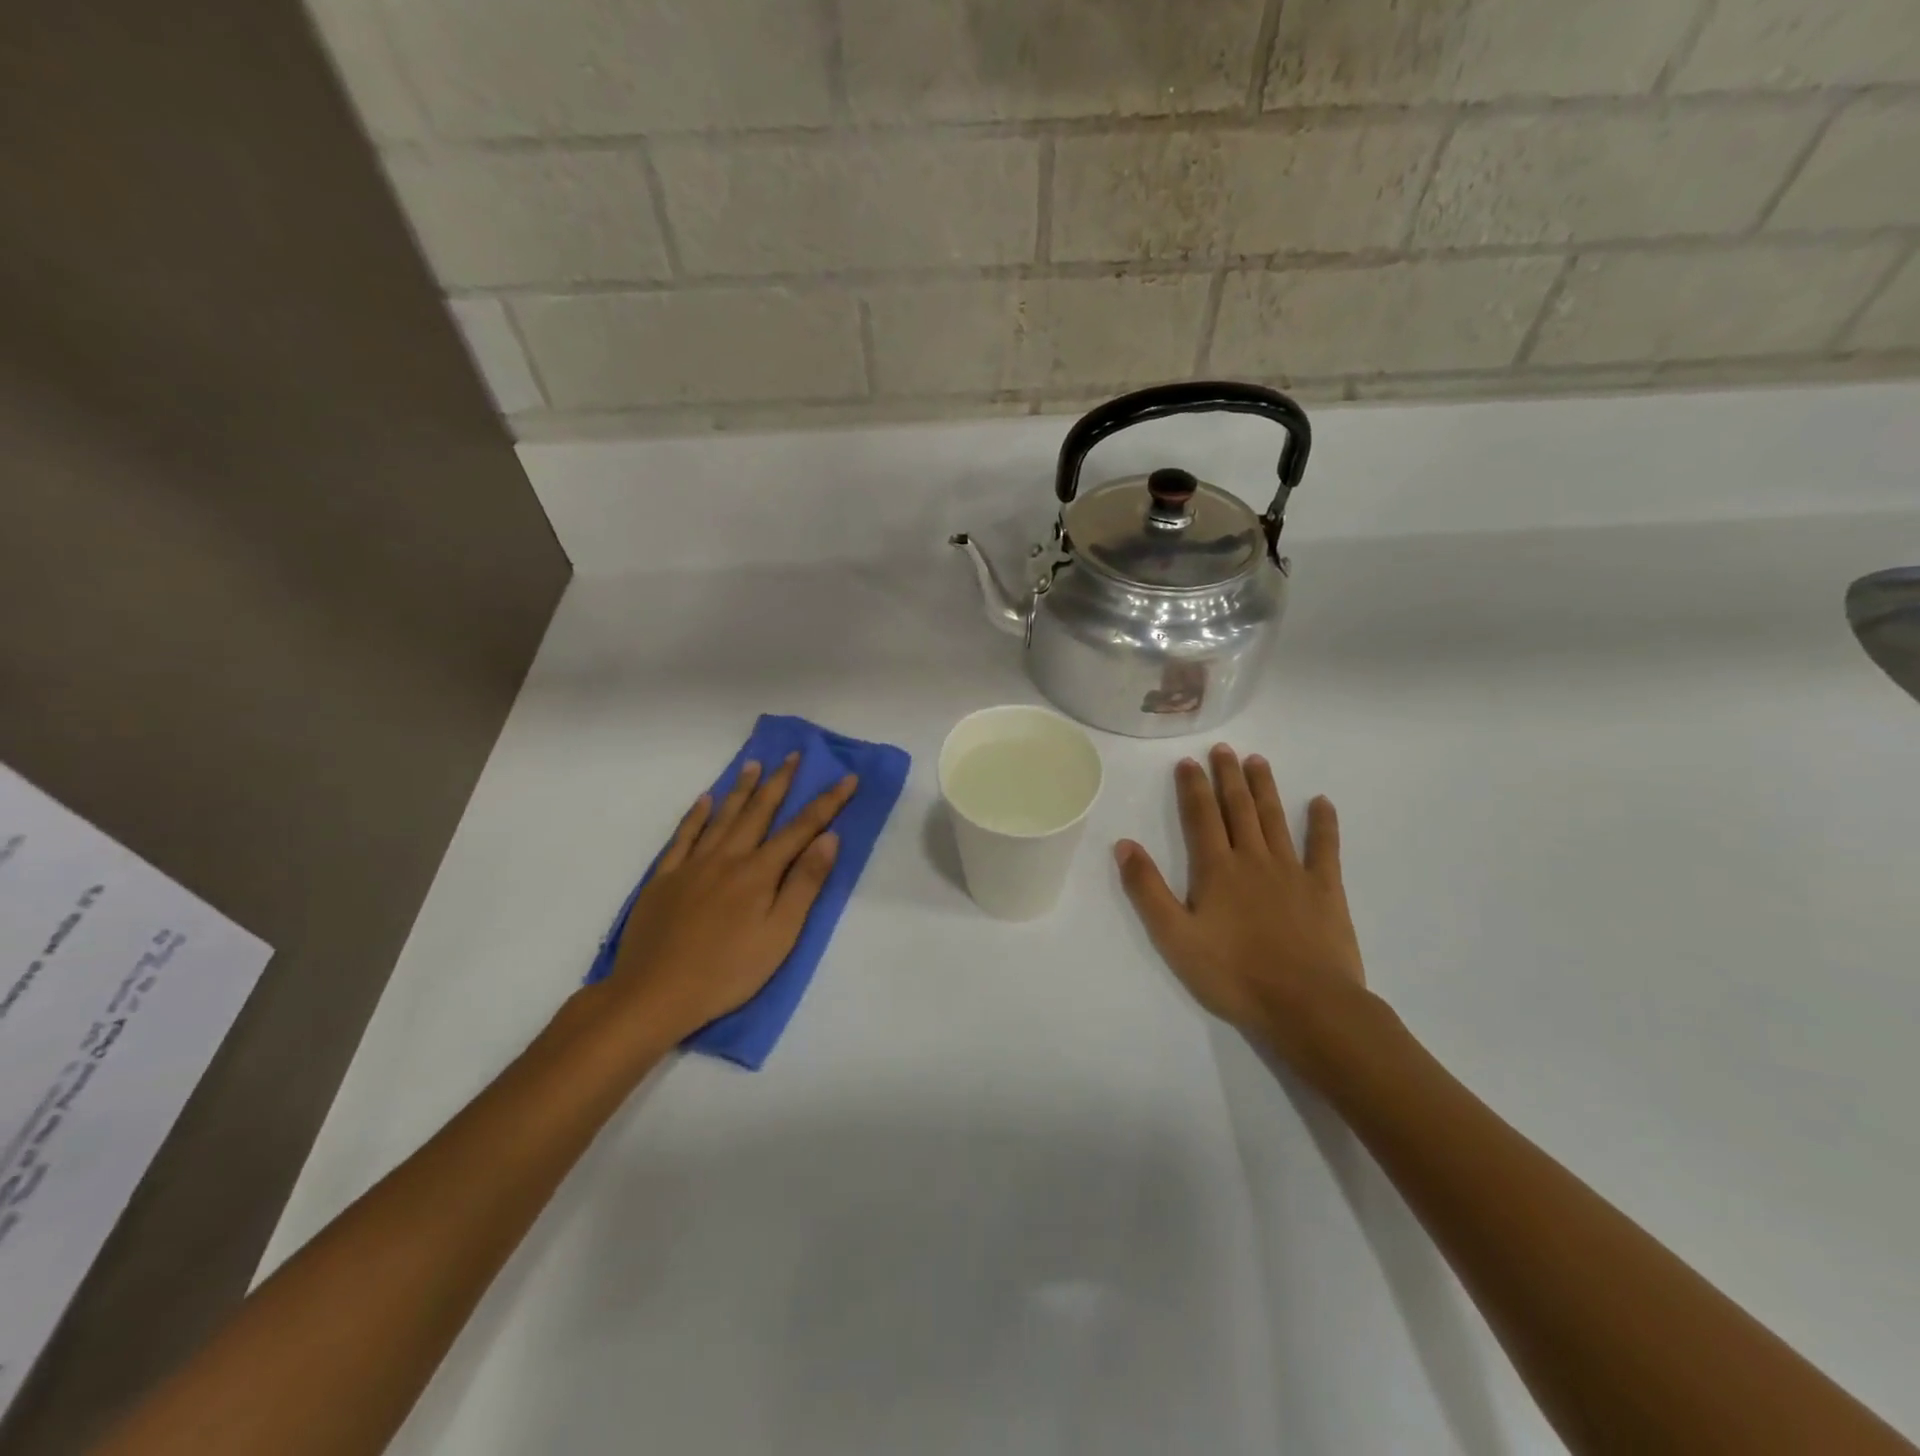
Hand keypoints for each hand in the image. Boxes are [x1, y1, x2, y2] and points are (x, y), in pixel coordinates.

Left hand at [599, 753, 856, 1047]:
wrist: (653, 993)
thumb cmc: (727, 971)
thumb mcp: (780, 936)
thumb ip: (804, 884)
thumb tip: (829, 839)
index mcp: (759, 873)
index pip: (801, 829)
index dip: (827, 802)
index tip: (847, 778)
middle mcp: (727, 857)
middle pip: (759, 812)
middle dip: (780, 782)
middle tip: (794, 755)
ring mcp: (692, 865)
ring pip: (722, 817)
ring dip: (741, 789)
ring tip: (754, 764)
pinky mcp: (664, 878)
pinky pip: (683, 836)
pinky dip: (695, 815)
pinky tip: (704, 800)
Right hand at [1115, 745, 1370, 1076]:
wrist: (1306, 1005)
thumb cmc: (1233, 974)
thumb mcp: (1174, 937)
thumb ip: (1147, 889)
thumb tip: (1124, 844)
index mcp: (1216, 869)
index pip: (1201, 817)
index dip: (1193, 787)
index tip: (1188, 762)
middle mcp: (1253, 859)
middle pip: (1238, 808)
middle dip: (1228, 776)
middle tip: (1223, 749)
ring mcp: (1292, 871)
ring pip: (1275, 818)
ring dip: (1264, 788)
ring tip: (1257, 761)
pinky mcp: (1325, 889)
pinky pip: (1325, 848)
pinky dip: (1323, 823)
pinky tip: (1322, 802)